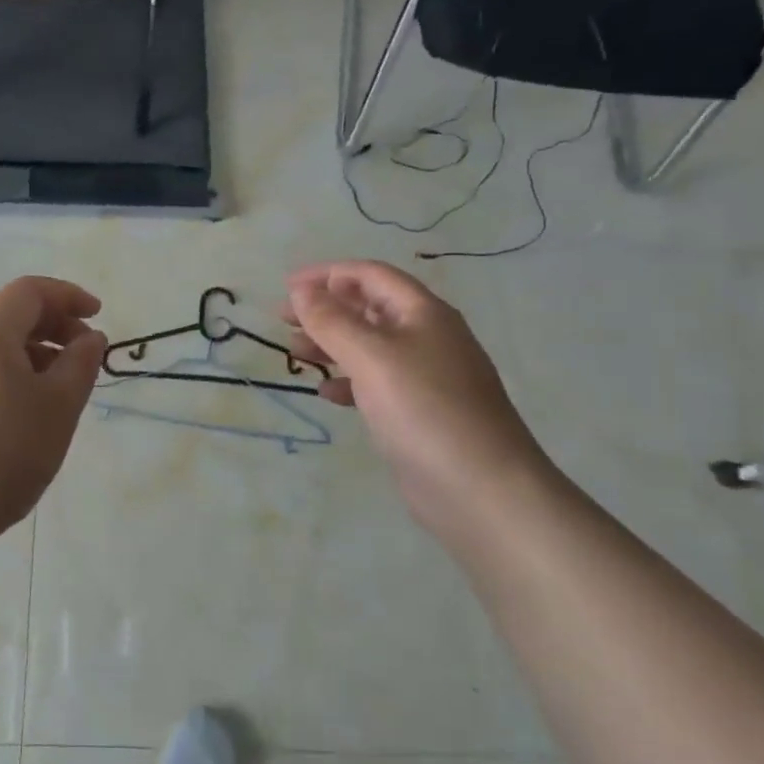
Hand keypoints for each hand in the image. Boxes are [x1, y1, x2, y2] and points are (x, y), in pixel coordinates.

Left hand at [0, 276, 106, 550]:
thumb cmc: (2, 452)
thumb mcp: (58, 406)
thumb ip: (80, 363)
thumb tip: (89, 337)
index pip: (31, 290)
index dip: (69, 296)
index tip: (99, 316)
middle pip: (10, 314)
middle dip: (54, 325)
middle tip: (84, 355)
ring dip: (34, 354)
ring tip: (60, 390)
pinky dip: (11, 377)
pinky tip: (24, 416)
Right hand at [283, 260, 551, 529]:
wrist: (481, 489)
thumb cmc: (423, 409)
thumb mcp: (371, 357)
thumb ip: (331, 320)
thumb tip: (300, 288)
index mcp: (423, 313)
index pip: (371, 275)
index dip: (327, 274)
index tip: (286, 286)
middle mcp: (427, 337)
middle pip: (369, 307)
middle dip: (325, 308)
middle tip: (282, 319)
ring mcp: (426, 376)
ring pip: (370, 346)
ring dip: (332, 343)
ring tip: (296, 352)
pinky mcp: (420, 412)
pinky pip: (376, 383)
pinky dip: (348, 381)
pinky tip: (327, 392)